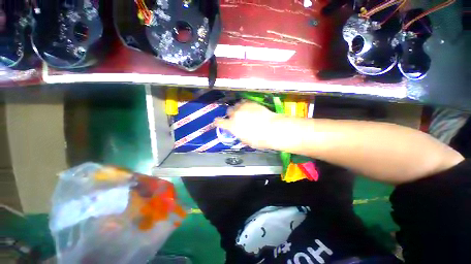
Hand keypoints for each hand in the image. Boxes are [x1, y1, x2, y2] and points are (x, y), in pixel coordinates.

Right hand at [215, 102, 280, 148]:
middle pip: (228, 111)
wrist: (272, 129)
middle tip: (236, 118)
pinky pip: (244, 102)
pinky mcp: (251, 103)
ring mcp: (243, 107)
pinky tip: (249, 109)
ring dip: (238, 109)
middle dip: (231, 115)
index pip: (219, 122)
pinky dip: (245, 105)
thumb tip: (239, 131)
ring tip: (243, 112)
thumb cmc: (259, 139)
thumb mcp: (246, 140)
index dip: (217, 122)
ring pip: (236, 105)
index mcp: (232, 126)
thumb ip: (239, 134)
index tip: (217, 122)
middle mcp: (235, 115)